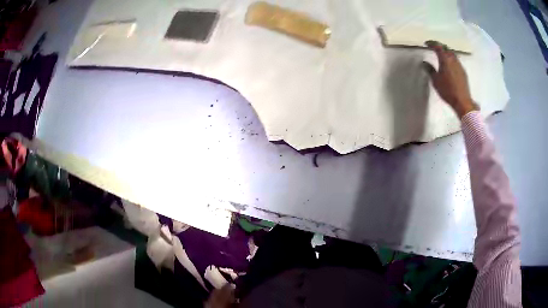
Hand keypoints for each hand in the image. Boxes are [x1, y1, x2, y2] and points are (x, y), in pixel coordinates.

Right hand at [424, 41, 477, 117]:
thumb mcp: (435, 81)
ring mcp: (459, 65)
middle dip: (440, 46)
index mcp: (445, 59)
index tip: (427, 43)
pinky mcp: (463, 72)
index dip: (432, 43)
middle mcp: (453, 60)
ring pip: (452, 54)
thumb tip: (425, 63)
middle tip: (435, 48)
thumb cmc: (447, 91)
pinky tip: (450, 66)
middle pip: (446, 48)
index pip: (438, 46)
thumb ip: (430, 70)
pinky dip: (452, 60)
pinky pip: (457, 61)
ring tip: (443, 56)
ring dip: (447, 53)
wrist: (462, 102)